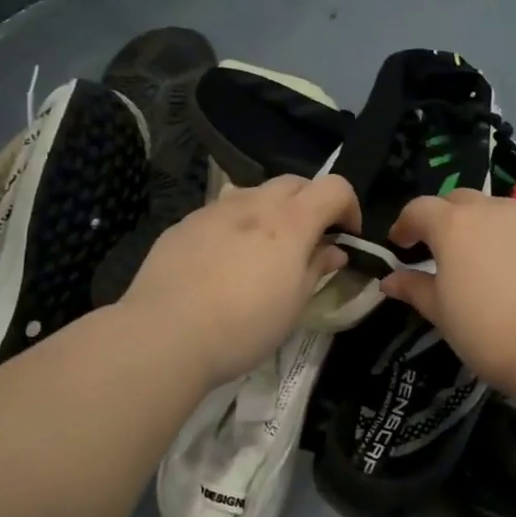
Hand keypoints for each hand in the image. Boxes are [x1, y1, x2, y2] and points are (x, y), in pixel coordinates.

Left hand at [122, 173, 360, 385]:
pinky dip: (236, 225)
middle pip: (294, 182)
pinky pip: (221, 213)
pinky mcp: (184, 225)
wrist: (166, 333)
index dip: (349, 207)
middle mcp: (254, 203)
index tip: (346, 237)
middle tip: (309, 240)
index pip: (335, 187)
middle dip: (311, 203)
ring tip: (264, 250)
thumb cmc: (245, 325)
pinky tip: (223, 262)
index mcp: (290, 221)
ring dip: (271, 211)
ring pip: (254, 193)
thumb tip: (334, 250)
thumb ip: (317, 268)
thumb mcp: (294, 304)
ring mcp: (214, 210)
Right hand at [380, 190, 515, 394]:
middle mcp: (493, 210)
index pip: (419, 209)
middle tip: (443, 249)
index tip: (400, 245)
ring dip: (485, 226)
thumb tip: (390, 280)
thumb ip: (414, 289)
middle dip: (445, 218)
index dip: (405, 224)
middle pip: (460, 200)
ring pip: (500, 210)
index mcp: (454, 225)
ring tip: (487, 259)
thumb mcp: (441, 313)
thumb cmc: (488, 331)